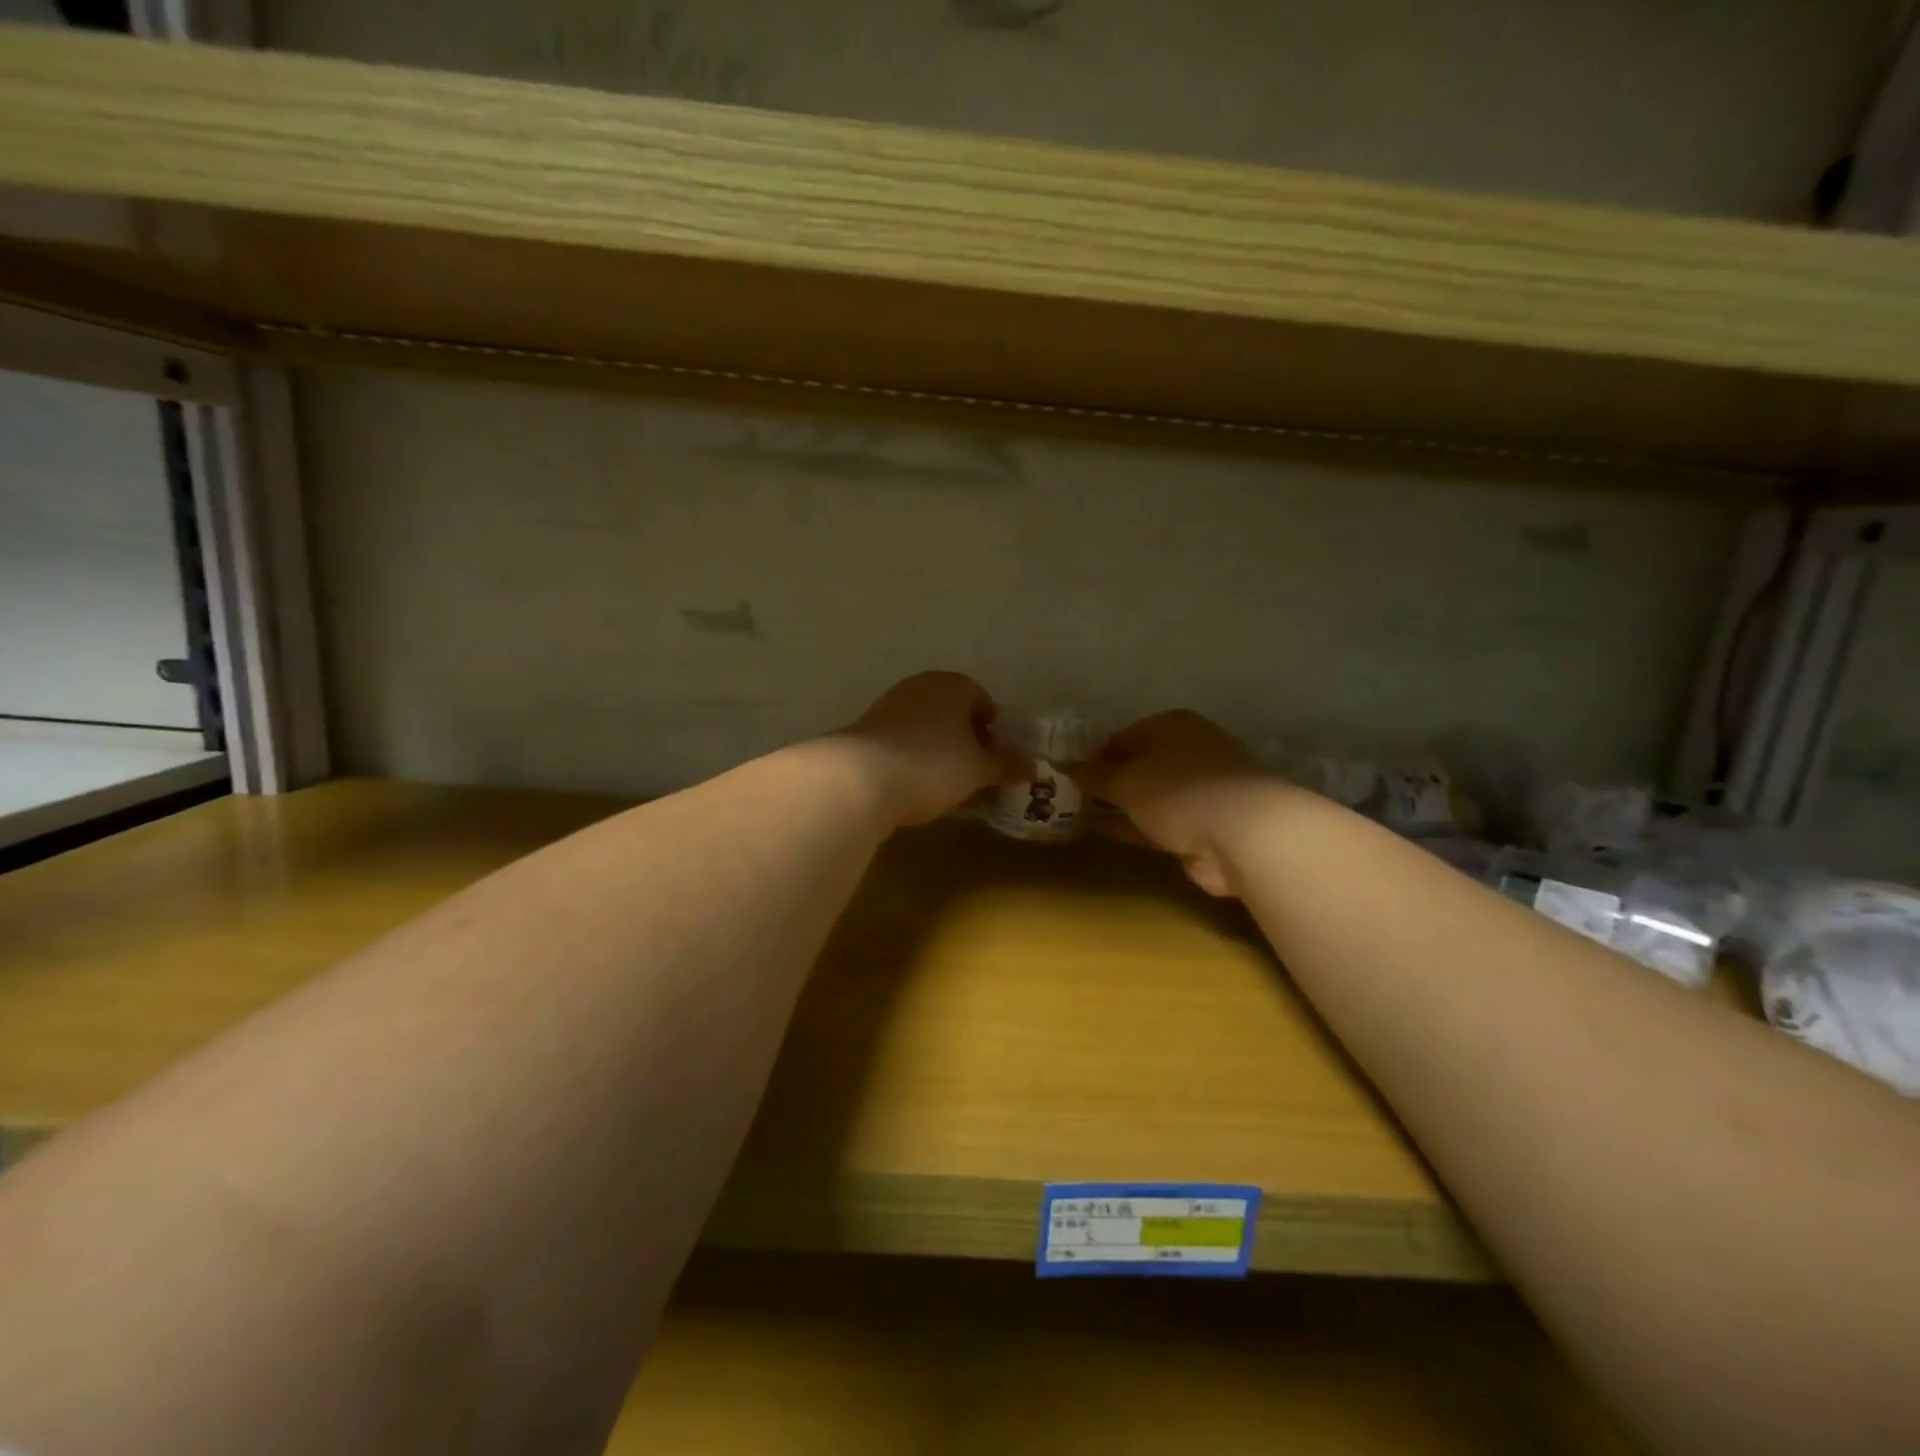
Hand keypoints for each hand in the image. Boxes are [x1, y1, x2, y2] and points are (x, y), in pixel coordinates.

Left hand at [834, 671, 1006, 828]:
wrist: (859, 780)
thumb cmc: (932, 765)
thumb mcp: (978, 770)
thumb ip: (1005, 765)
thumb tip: (1030, 766)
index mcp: (952, 684)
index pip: (982, 700)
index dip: (993, 730)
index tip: (996, 759)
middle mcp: (920, 686)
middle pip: (952, 712)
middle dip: (965, 740)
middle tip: (974, 773)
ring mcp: (888, 706)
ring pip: (925, 726)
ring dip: (938, 750)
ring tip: (946, 785)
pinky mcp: (864, 731)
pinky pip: (900, 741)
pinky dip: (911, 758)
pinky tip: (914, 785)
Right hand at [1077, 711, 1270, 895]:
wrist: (1245, 835)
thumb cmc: (1179, 791)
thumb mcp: (1126, 780)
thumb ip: (1097, 776)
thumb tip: (1074, 772)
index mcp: (1172, 726)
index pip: (1123, 737)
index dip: (1094, 757)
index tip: (1069, 778)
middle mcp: (1189, 751)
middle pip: (1138, 765)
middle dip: (1107, 782)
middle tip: (1072, 800)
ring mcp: (1200, 789)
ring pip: (1148, 796)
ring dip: (1118, 806)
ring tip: (1079, 817)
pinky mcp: (1205, 824)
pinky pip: (1158, 822)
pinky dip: (1133, 826)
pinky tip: (1104, 833)